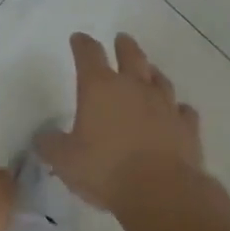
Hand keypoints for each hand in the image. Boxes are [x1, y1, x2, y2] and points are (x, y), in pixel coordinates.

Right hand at [37, 33, 206, 215]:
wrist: (160, 191)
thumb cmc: (105, 169)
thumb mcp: (64, 160)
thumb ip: (51, 145)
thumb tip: (43, 138)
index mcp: (100, 88)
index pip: (89, 55)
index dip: (82, 44)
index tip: (79, 38)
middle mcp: (134, 88)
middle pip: (131, 56)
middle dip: (124, 46)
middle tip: (121, 39)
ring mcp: (164, 105)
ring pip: (159, 79)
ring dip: (152, 73)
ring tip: (149, 71)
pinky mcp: (187, 127)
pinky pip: (183, 111)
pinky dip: (177, 109)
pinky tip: (176, 112)